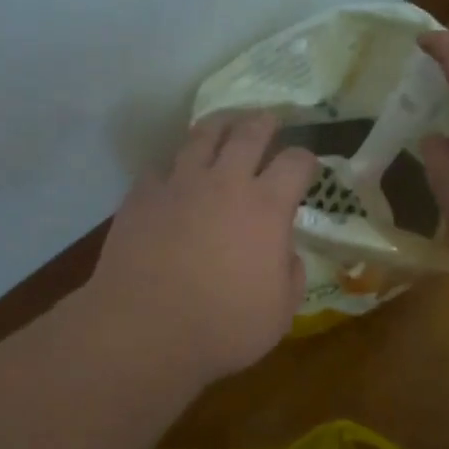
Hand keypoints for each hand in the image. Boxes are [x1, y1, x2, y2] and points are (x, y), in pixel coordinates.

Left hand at [86, 112, 318, 389]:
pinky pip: (160, 166)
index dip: (306, 160)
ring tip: (224, 126)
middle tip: (269, 120)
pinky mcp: (143, 193)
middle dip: (265, 122)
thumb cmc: (222, 327)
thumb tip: (285, 253)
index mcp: (266, 207)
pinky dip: (173, 167)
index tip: (306, 167)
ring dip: (219, 126)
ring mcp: (180, 183)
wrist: (144, 328)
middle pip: (249, 132)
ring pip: (202, 136)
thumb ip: (291, 275)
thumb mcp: (279, 313)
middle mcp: (225, 182)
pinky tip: (173, 176)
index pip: (296, 162)